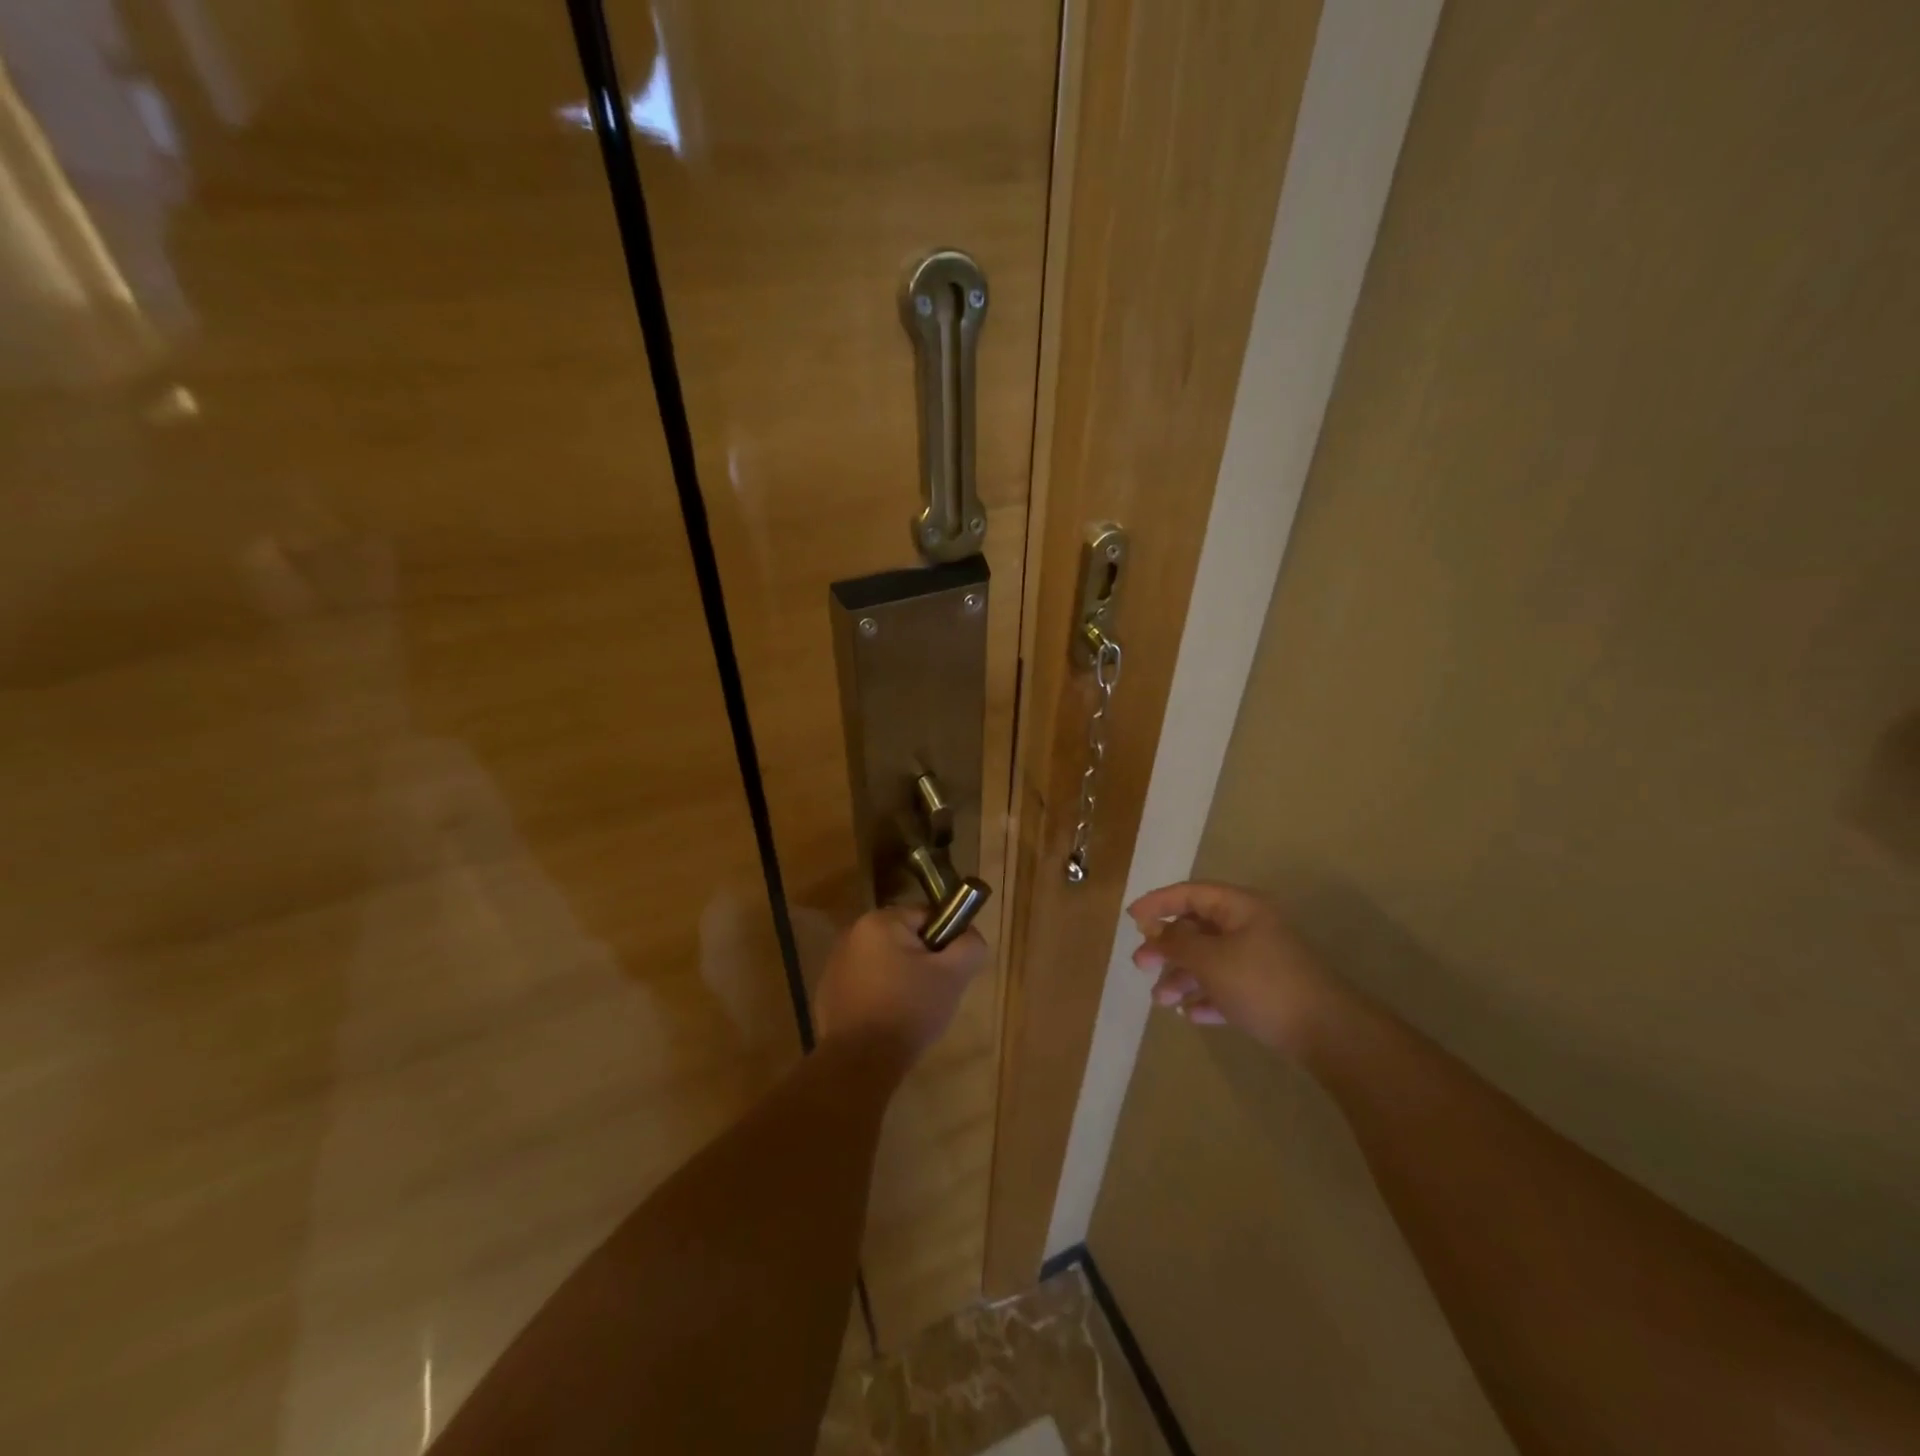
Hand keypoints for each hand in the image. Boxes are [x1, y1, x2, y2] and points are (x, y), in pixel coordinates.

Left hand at [814, 907, 988, 1063]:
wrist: (861, 1061)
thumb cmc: (909, 1009)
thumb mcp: (953, 976)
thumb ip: (970, 946)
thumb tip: (969, 935)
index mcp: (880, 921)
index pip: (927, 917)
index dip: (946, 942)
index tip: (950, 971)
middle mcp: (852, 933)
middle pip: (905, 939)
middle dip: (923, 962)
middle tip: (934, 993)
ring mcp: (836, 963)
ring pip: (885, 962)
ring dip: (901, 978)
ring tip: (911, 1011)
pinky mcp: (828, 991)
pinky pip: (866, 983)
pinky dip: (880, 995)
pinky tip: (887, 1020)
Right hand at [1128, 882, 1334, 1051]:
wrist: (1327, 1032)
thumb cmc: (1262, 984)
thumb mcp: (1210, 960)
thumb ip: (1177, 943)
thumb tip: (1155, 932)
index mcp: (1240, 908)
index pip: (1190, 893)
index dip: (1158, 903)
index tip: (1131, 919)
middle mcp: (1250, 927)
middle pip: (1197, 928)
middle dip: (1166, 948)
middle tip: (1141, 965)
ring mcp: (1260, 959)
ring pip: (1209, 960)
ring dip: (1182, 977)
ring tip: (1162, 1001)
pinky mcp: (1267, 991)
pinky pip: (1226, 986)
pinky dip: (1206, 996)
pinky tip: (1191, 1014)